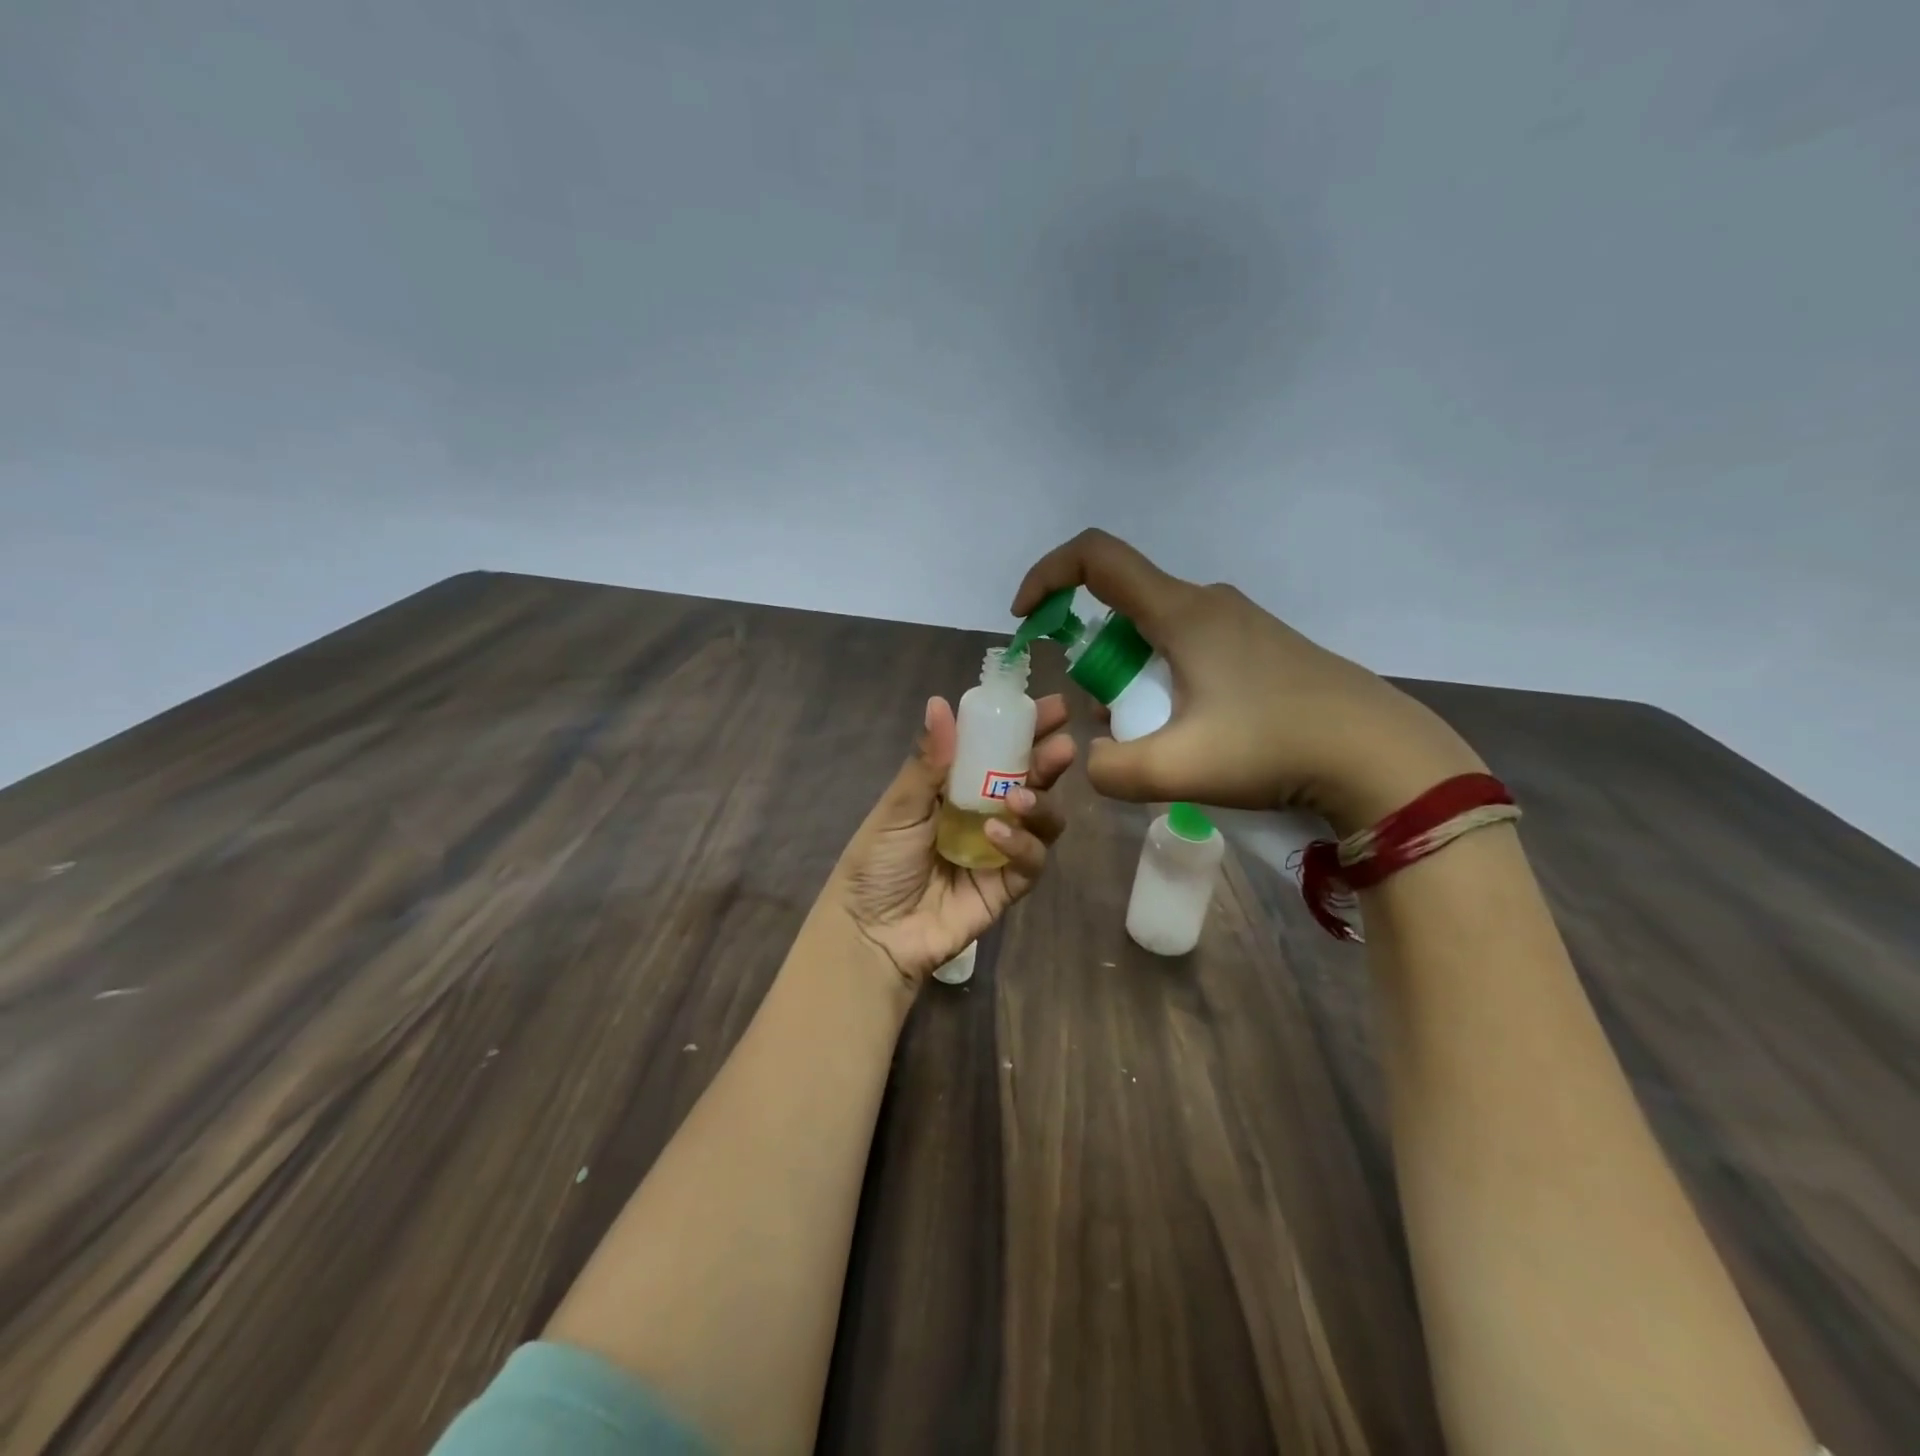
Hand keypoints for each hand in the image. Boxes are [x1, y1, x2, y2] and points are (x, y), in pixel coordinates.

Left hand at [826, 693, 1074, 989]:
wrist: (871, 933)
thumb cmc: (877, 863)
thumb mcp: (898, 807)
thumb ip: (927, 761)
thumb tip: (940, 702)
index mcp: (957, 788)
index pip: (998, 750)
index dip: (1025, 728)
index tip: (1052, 708)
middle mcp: (985, 813)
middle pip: (1030, 781)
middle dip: (1048, 761)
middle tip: (1060, 747)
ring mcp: (1000, 851)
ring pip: (1042, 820)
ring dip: (1038, 803)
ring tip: (1019, 798)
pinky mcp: (1007, 886)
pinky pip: (1031, 862)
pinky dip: (1022, 845)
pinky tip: (997, 835)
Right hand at [1011, 529, 1484, 833]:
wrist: (1382, 756)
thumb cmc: (1275, 747)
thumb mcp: (1177, 769)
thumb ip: (1111, 768)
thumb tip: (1094, 760)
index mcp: (1181, 612)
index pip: (1095, 558)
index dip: (1047, 575)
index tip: (1027, 618)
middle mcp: (1208, 603)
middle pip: (1124, 607)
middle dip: (1097, 660)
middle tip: (1112, 719)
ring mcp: (1240, 623)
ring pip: (1158, 635)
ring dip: (1135, 678)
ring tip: (1160, 739)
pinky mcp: (1261, 648)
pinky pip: (1191, 650)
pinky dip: (1169, 682)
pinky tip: (1199, 734)